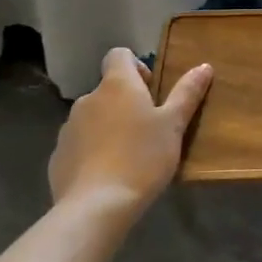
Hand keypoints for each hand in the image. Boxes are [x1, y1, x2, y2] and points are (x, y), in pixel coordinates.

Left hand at [47, 48, 212, 223]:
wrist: (96, 206)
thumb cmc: (142, 158)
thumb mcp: (174, 125)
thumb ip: (187, 93)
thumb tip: (204, 66)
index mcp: (117, 85)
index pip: (119, 54)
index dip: (136, 66)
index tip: (151, 91)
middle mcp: (88, 99)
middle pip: (108, 90)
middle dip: (125, 103)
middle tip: (148, 130)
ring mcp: (68, 128)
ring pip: (93, 118)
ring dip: (108, 127)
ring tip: (128, 156)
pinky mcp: (58, 156)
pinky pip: (79, 144)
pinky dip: (92, 152)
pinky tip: (107, 175)